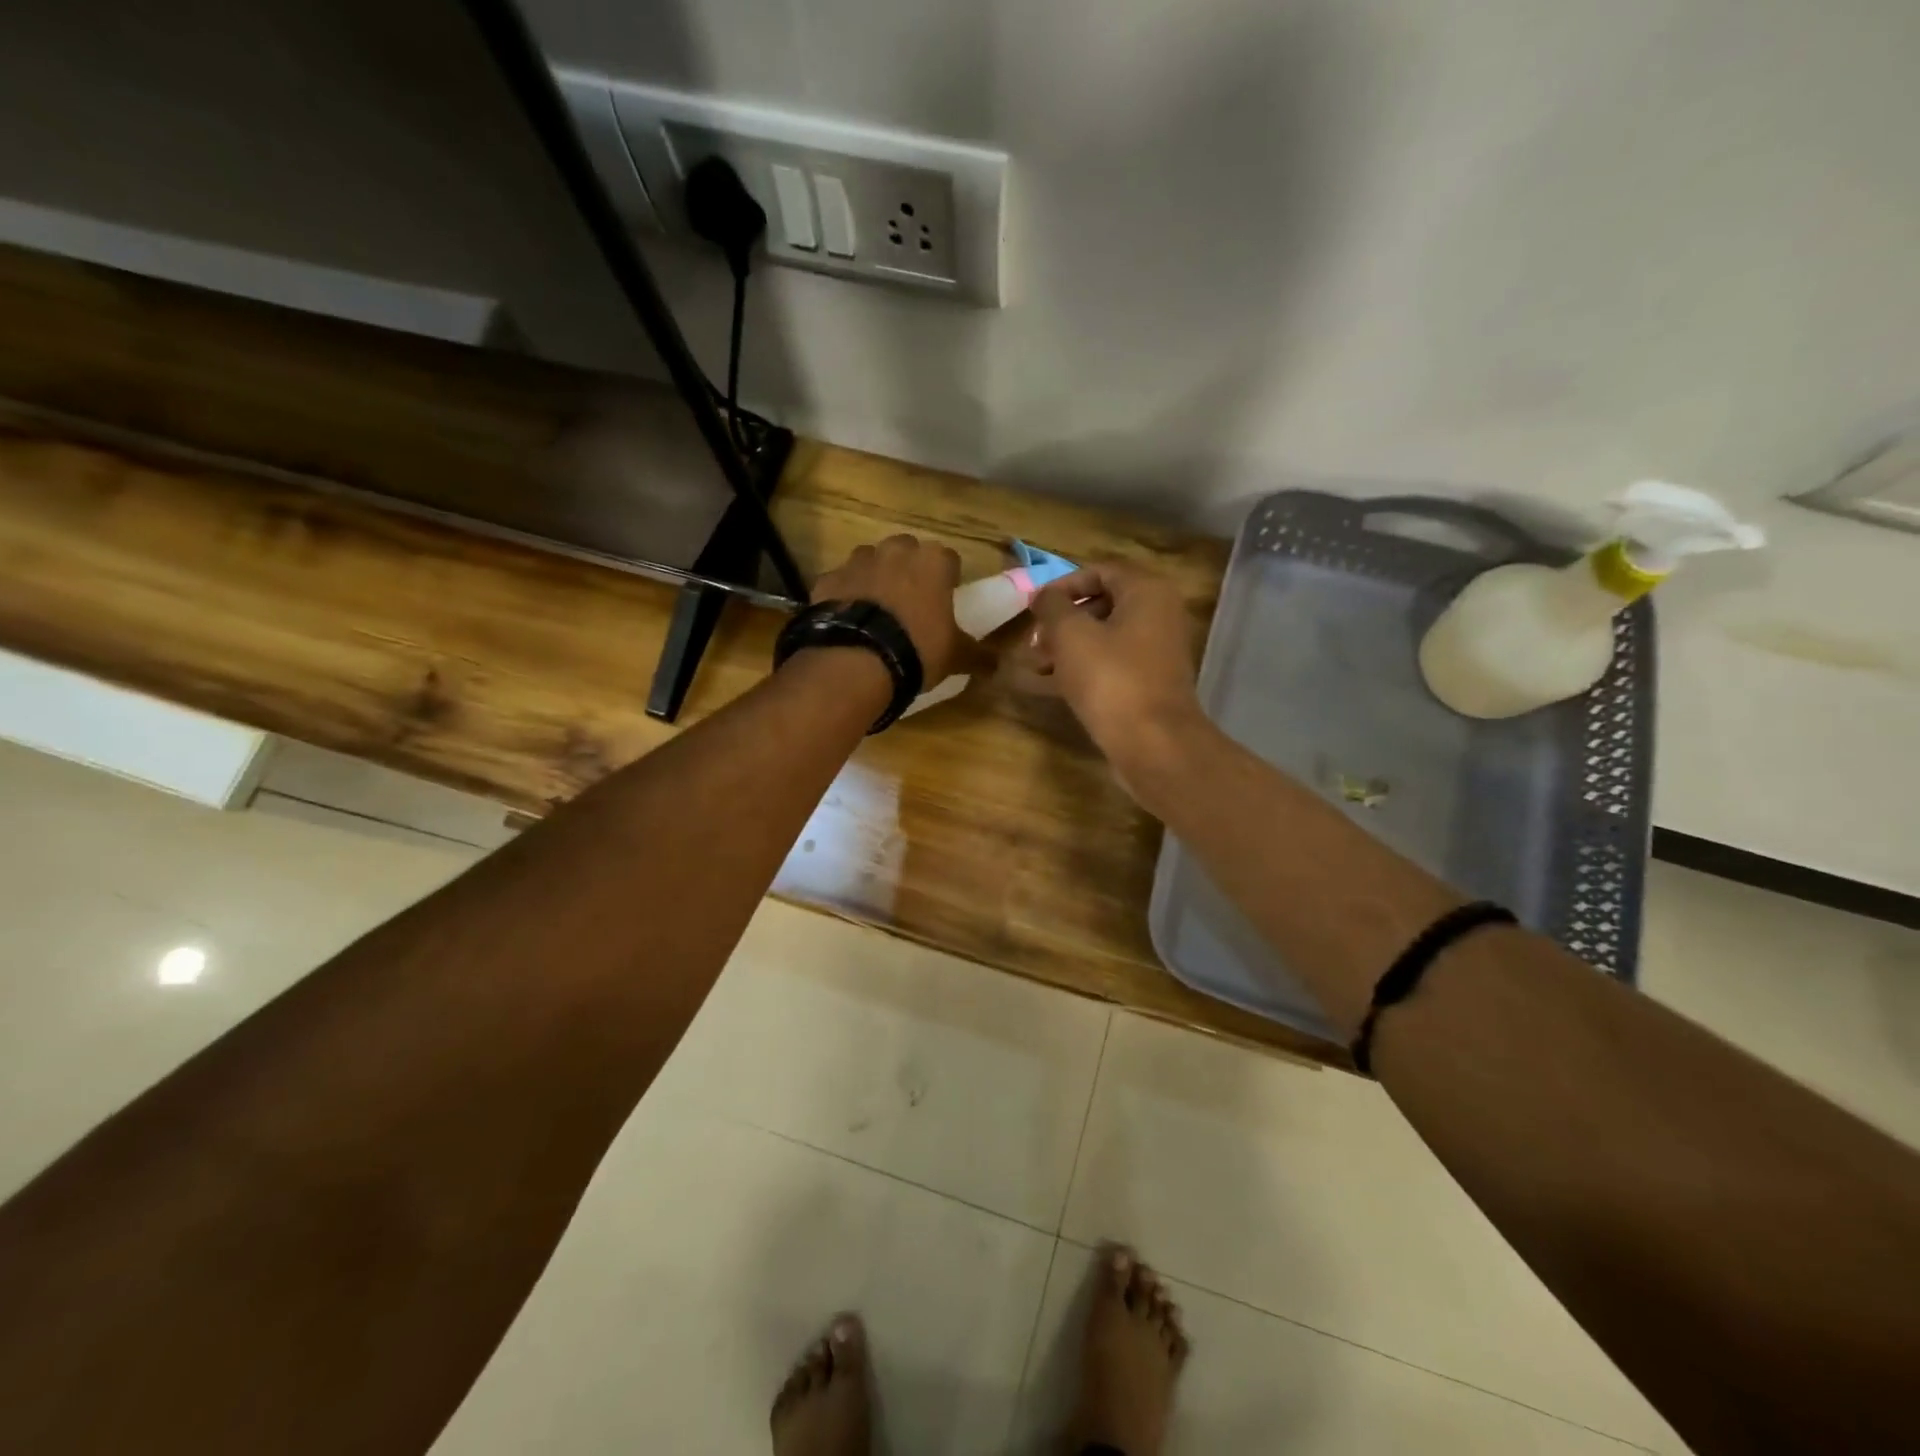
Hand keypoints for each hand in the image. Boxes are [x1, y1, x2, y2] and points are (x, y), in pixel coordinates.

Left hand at [810, 534, 979, 685]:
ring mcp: (857, 561)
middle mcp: (895, 550)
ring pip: (871, 561)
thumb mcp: (955, 657)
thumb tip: (996, 664)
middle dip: (909, 571)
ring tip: (877, 612)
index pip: (949, 559)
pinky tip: (848, 621)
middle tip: (911, 604)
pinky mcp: (827, 578)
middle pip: (907, 552)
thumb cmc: (917, 650)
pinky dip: (846, 595)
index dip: (948, 579)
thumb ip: (978, 655)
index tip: (946, 600)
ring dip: (876, 578)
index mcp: (933, 561)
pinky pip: (841, 582)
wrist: (856, 660)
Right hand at [1022, 561, 1206, 772]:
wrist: (1153, 744)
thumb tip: (1042, 596)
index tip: (1034, 607)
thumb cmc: (1111, 679)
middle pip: (1101, 605)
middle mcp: (1158, 615)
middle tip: (1033, 641)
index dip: (1062, 585)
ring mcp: (1156, 652)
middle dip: (1061, 621)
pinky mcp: (1148, 683)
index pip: (1099, 571)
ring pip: (1103, 638)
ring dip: (1066, 648)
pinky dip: (1081, 669)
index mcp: (1147, 592)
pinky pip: (1110, 665)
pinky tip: (1048, 685)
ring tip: (1034, 666)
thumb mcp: (1071, 635)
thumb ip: (1052, 607)